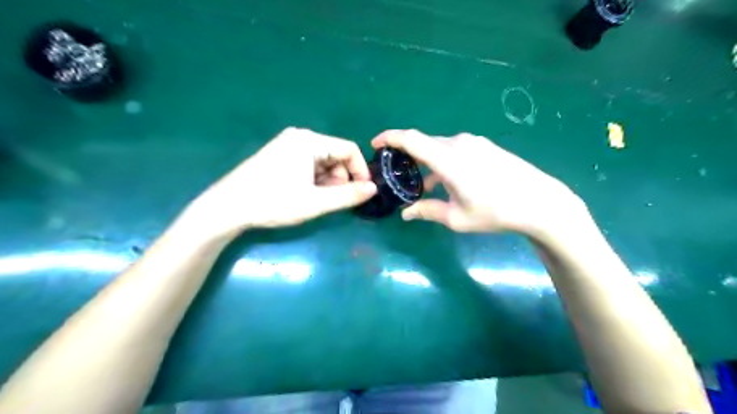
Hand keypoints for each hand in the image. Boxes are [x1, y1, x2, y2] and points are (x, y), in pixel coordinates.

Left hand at [181, 127, 376, 237]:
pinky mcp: (280, 155)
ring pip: (322, 161)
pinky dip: (315, 179)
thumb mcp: (316, 202)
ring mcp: (288, 145)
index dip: (360, 171)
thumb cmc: (273, 201)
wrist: (228, 207)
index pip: (348, 149)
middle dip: (341, 178)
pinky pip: (308, 164)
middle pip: (335, 155)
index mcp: (309, 141)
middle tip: (336, 201)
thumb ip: (348, 195)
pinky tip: (306, 194)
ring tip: (319, 200)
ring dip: (328, 181)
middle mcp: (300, 137)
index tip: (362, 192)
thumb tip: (374, 189)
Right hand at [375, 129, 587, 238]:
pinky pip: (456, 150)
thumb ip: (427, 211)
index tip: (376, 144)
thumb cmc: (494, 211)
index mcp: (447, 158)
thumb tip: (406, 214)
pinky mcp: (485, 146)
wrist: (539, 202)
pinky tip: (447, 181)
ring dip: (428, 162)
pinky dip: (444, 162)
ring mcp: (474, 143)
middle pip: (424, 144)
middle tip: (399, 173)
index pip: (410, 139)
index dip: (389, 138)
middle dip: (408, 156)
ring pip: (440, 148)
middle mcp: (458, 143)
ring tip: (423, 183)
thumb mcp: (456, 217)